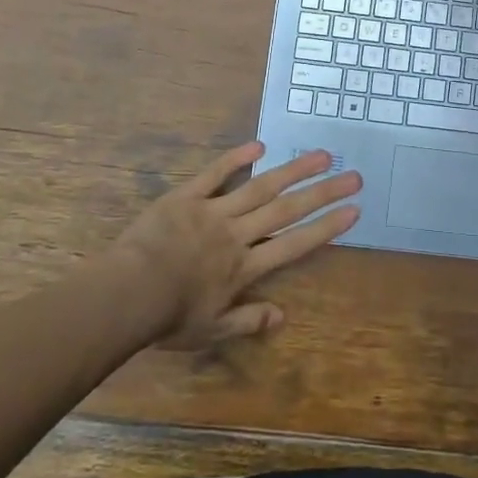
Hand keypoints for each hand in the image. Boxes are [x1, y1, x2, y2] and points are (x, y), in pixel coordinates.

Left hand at [112, 143, 360, 349]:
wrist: (124, 295)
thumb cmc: (166, 319)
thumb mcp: (210, 331)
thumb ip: (247, 320)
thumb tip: (282, 316)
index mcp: (244, 268)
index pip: (294, 245)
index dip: (326, 228)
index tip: (353, 211)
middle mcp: (237, 235)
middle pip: (286, 210)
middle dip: (323, 193)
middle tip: (353, 175)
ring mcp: (213, 212)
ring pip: (260, 187)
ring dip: (293, 170)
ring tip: (321, 155)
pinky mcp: (186, 197)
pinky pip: (214, 174)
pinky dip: (235, 159)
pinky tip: (259, 146)